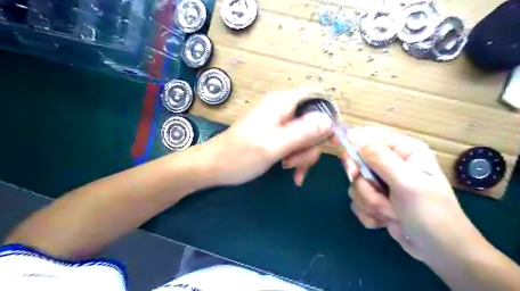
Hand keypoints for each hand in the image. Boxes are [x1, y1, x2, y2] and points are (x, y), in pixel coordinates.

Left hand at [204, 87, 330, 185]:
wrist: (213, 167)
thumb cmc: (239, 156)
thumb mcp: (274, 145)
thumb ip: (302, 132)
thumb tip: (329, 121)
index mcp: (282, 103)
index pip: (317, 97)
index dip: (329, 116)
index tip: (332, 140)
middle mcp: (283, 109)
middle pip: (314, 121)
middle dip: (311, 145)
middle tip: (296, 161)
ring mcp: (279, 123)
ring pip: (306, 136)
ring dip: (303, 155)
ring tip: (289, 168)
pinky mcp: (276, 136)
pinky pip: (296, 144)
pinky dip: (297, 158)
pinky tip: (293, 174)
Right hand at [344, 127, 480, 260]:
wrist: (440, 252)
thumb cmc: (431, 213)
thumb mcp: (407, 183)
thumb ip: (380, 158)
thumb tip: (353, 135)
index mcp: (403, 150)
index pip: (367, 137)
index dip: (354, 151)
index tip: (353, 170)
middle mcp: (390, 163)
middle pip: (356, 162)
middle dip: (365, 185)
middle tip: (377, 194)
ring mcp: (381, 182)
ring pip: (355, 185)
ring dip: (370, 203)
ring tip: (392, 213)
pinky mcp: (375, 199)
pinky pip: (357, 201)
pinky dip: (369, 213)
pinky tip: (386, 221)